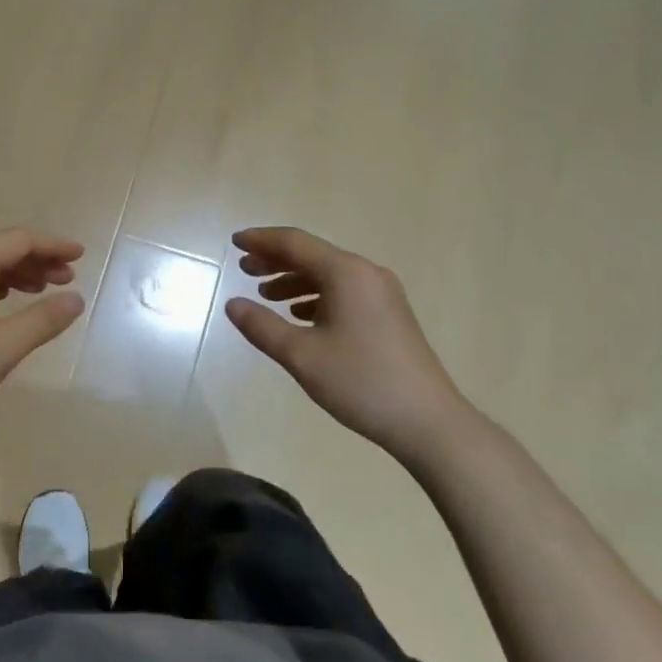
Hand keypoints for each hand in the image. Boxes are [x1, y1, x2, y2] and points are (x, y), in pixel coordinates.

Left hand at [0, 229, 85, 436]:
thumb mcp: (4, 346)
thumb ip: (44, 319)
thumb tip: (75, 299)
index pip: (18, 241)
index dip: (52, 246)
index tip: (80, 256)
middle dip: (35, 261)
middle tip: (66, 279)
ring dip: (13, 274)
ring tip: (40, 291)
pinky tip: (1, 302)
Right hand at [224, 226, 470, 461]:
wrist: (427, 421)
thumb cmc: (360, 382)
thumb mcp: (301, 356)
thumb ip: (262, 326)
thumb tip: (233, 304)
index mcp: (346, 273)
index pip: (295, 243)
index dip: (261, 241)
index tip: (234, 242)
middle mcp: (366, 274)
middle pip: (312, 255)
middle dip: (275, 260)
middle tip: (244, 269)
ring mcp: (382, 294)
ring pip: (328, 275)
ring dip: (294, 280)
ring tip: (266, 295)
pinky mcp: (389, 314)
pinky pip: (344, 292)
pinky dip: (315, 296)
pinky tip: (300, 316)